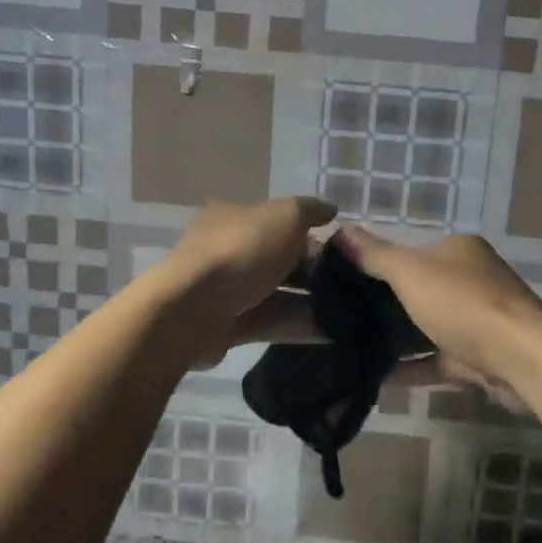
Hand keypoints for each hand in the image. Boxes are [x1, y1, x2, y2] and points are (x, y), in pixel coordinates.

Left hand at [159, 196, 334, 328]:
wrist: (192, 309)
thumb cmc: (241, 250)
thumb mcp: (284, 216)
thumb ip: (310, 211)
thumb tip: (331, 210)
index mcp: (235, 216)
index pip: (279, 221)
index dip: (311, 232)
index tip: (341, 249)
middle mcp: (229, 250)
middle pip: (280, 258)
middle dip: (314, 270)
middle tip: (350, 283)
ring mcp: (227, 290)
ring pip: (278, 293)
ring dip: (311, 301)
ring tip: (348, 311)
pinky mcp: (229, 325)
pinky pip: (272, 322)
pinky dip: (299, 326)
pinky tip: (332, 332)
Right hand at [332, 227, 541, 394]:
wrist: (521, 359)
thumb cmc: (464, 304)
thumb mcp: (410, 272)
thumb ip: (374, 255)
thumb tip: (338, 230)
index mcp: (459, 250)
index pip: (411, 252)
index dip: (378, 265)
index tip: (343, 283)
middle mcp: (472, 279)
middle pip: (419, 289)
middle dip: (385, 304)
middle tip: (342, 319)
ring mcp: (478, 319)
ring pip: (428, 325)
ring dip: (397, 337)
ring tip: (352, 347)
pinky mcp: (479, 356)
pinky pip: (437, 358)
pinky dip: (412, 365)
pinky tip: (378, 376)